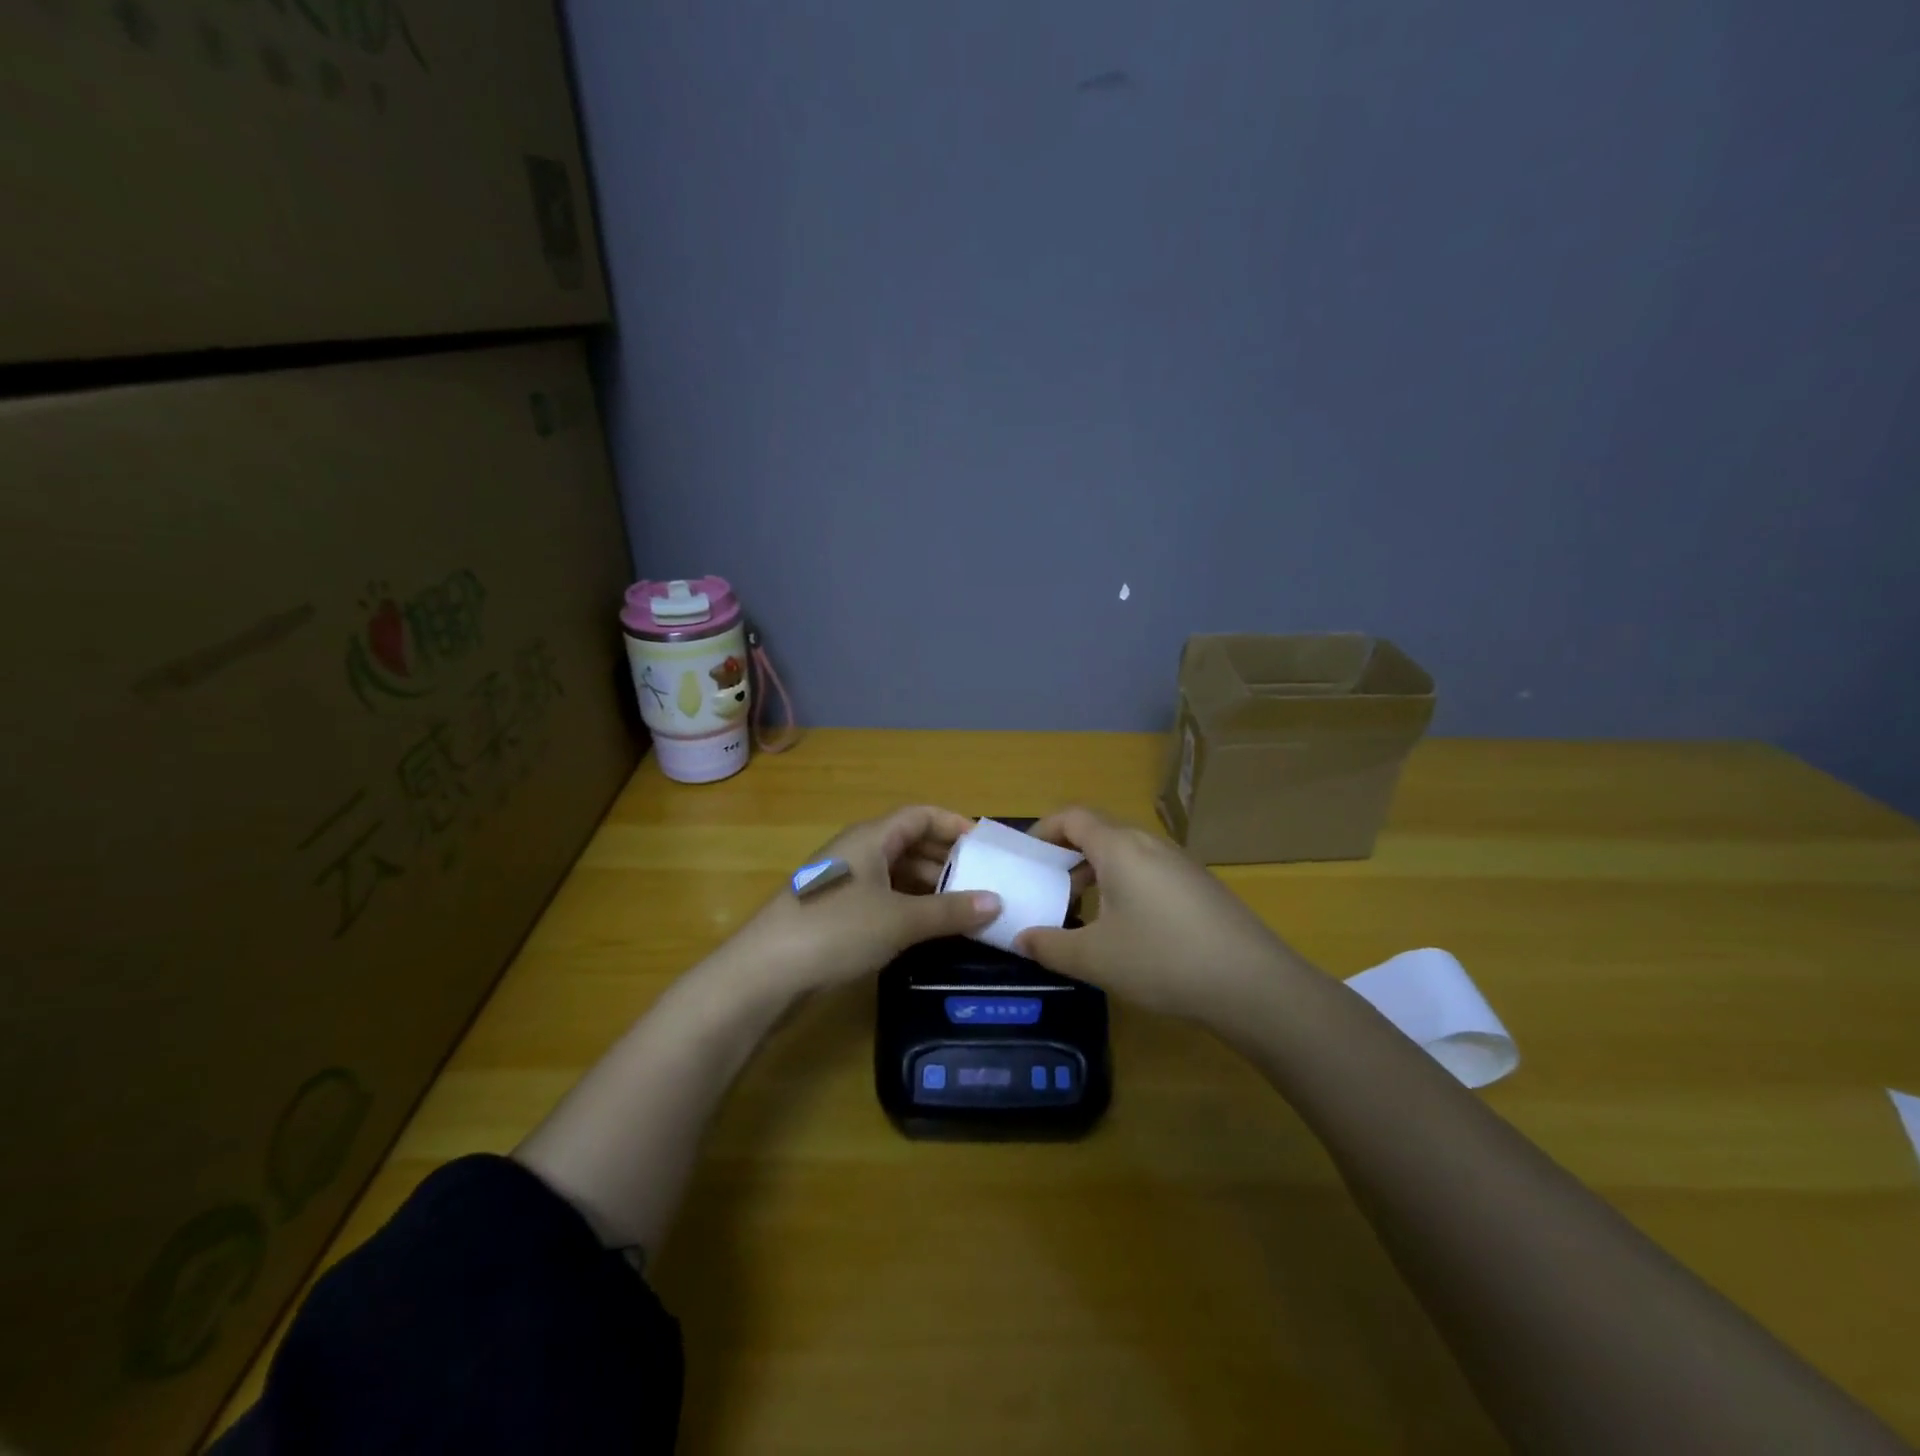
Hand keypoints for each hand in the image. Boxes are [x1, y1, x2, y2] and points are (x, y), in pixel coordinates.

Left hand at [719, 806, 1001, 995]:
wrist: (765, 972)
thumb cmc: (837, 930)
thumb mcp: (901, 920)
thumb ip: (950, 911)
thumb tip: (996, 902)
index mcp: (871, 837)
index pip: (920, 815)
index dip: (953, 824)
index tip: (985, 846)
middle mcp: (857, 852)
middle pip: (909, 843)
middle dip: (946, 860)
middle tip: (983, 882)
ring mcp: (845, 882)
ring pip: (897, 873)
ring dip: (930, 887)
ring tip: (964, 909)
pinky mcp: (837, 912)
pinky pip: (884, 898)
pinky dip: (910, 907)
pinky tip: (929, 929)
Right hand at [1013, 807, 1295, 1020]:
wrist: (1253, 984)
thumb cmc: (1162, 960)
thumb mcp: (1094, 958)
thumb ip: (1049, 946)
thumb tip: (1021, 938)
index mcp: (1119, 848)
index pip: (1072, 817)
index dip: (1044, 830)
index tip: (1027, 858)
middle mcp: (1150, 844)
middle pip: (1099, 832)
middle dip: (1067, 854)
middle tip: (1049, 888)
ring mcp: (1180, 864)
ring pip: (1126, 853)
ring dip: (1097, 872)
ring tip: (1082, 911)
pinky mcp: (1200, 886)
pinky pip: (1149, 871)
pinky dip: (1124, 885)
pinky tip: (1127, 928)